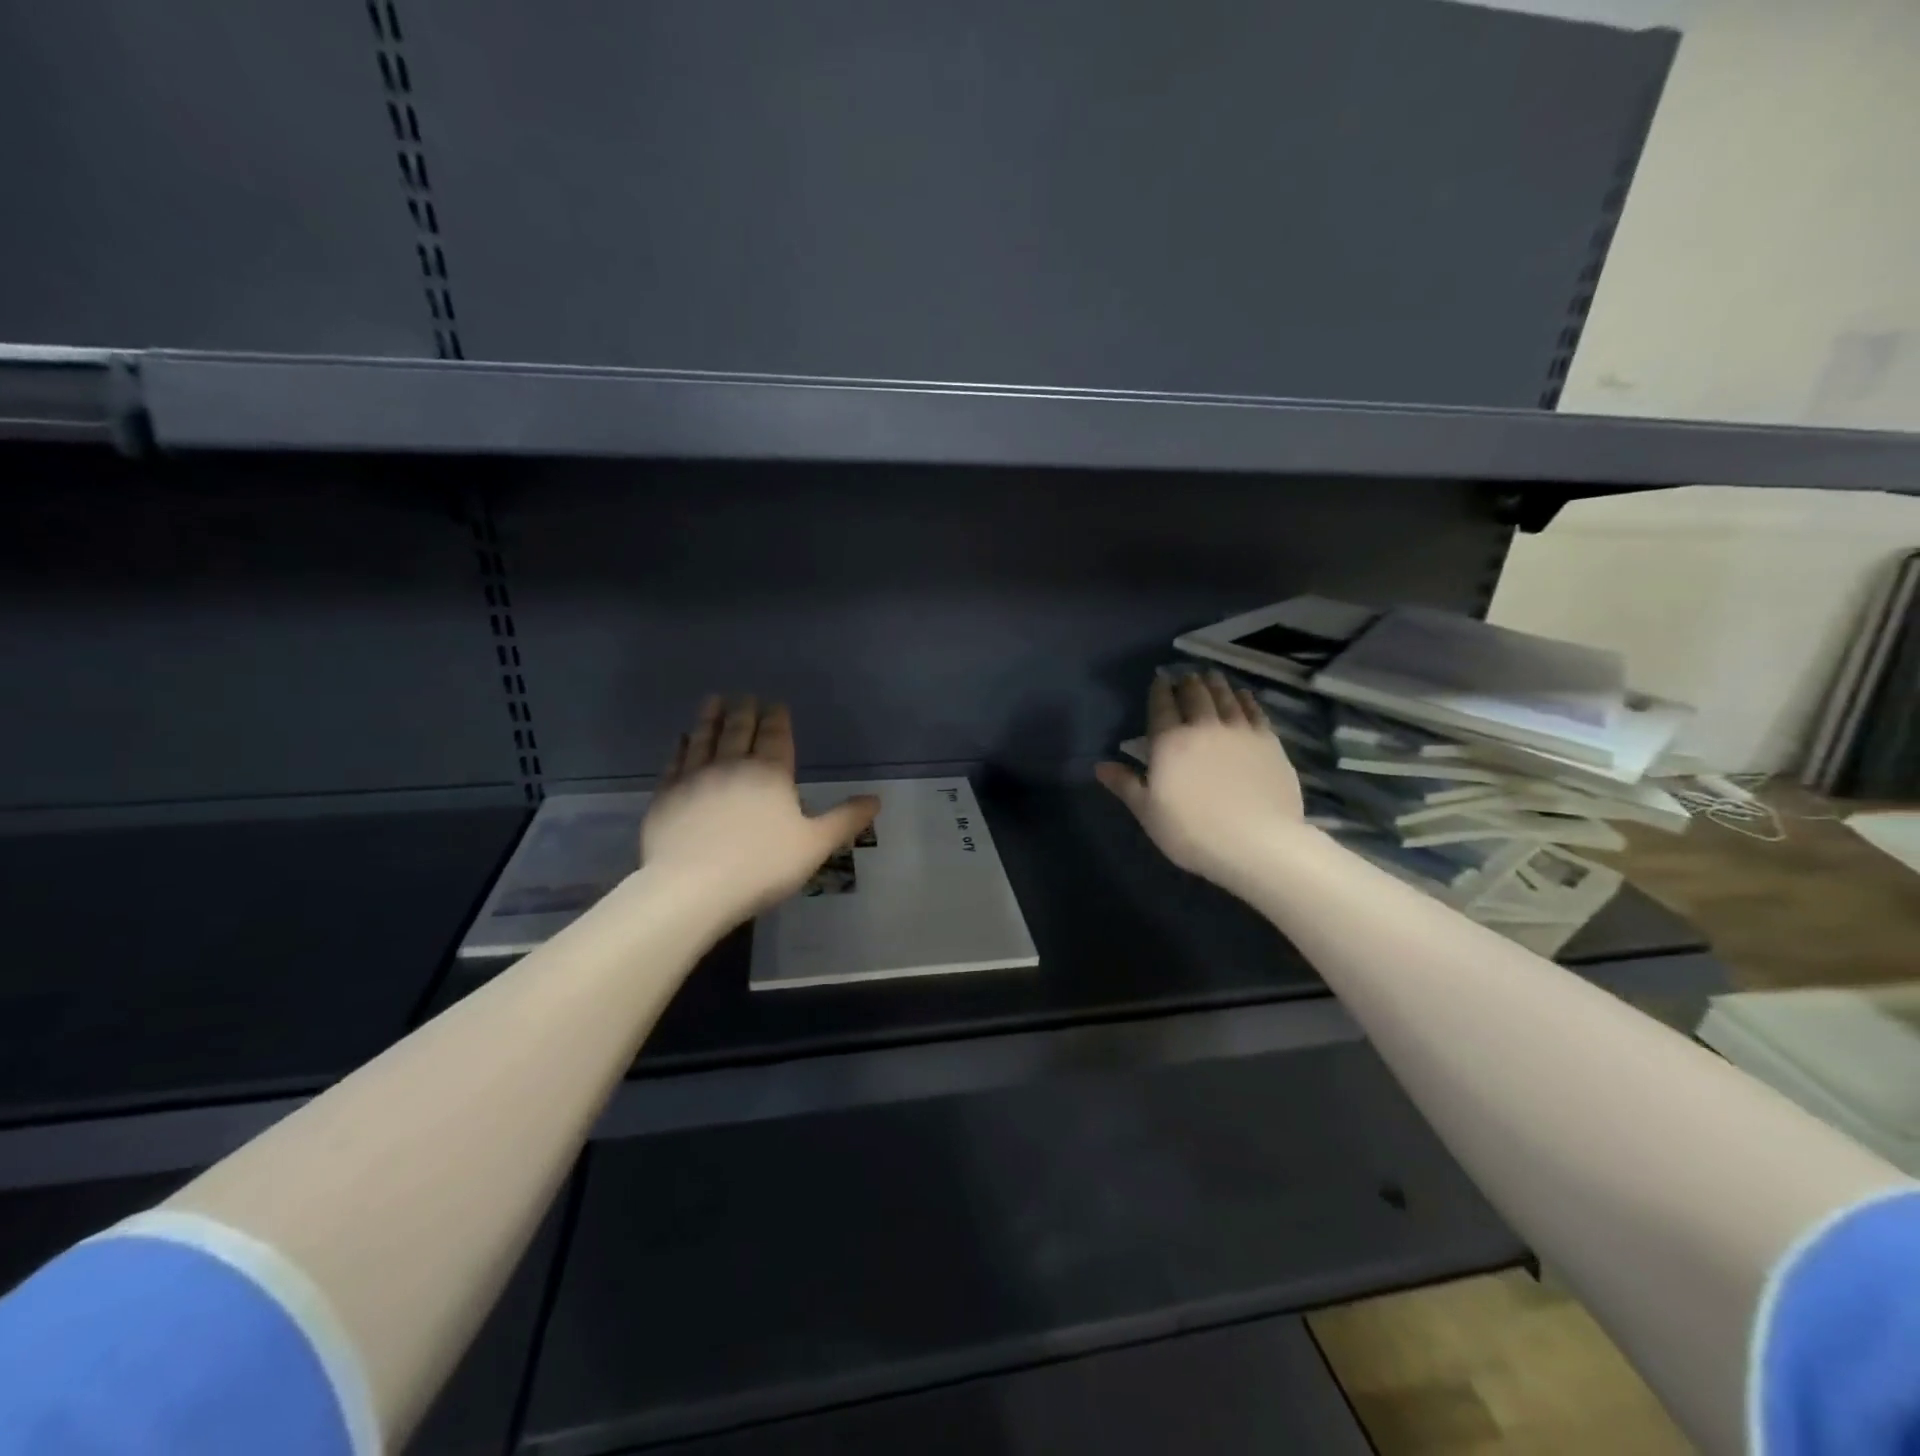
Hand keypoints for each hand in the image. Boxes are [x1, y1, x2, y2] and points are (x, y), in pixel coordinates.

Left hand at [641, 696, 879, 928]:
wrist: (691, 887)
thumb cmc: (761, 866)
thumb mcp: (815, 845)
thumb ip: (845, 820)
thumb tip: (876, 800)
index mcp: (770, 773)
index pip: (775, 736)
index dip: (777, 718)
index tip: (776, 704)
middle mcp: (732, 765)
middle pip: (739, 730)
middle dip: (745, 711)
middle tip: (744, 696)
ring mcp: (695, 777)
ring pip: (705, 738)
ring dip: (711, 718)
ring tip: (714, 701)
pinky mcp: (666, 795)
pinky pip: (675, 761)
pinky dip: (680, 746)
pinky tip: (681, 739)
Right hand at [1095, 670, 1305, 888]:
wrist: (1257, 843)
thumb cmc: (1192, 832)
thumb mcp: (1148, 812)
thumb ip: (1125, 784)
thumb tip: (1099, 765)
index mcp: (1169, 741)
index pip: (1161, 705)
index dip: (1159, 689)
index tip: (1159, 680)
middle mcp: (1203, 726)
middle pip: (1194, 694)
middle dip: (1187, 683)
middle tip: (1185, 677)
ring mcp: (1240, 731)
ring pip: (1225, 696)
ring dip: (1215, 684)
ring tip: (1211, 676)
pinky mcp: (1269, 741)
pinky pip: (1255, 710)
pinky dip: (1246, 699)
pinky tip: (1243, 695)